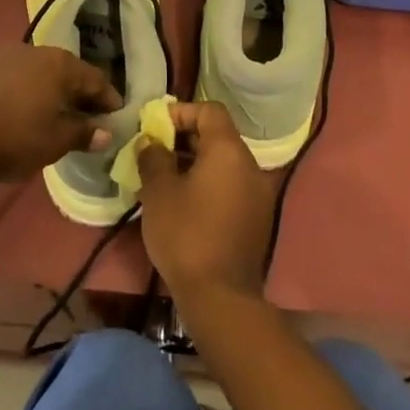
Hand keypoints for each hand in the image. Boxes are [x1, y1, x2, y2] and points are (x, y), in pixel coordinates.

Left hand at [0, 45, 121, 185]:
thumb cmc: (16, 138)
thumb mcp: (56, 140)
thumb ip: (84, 133)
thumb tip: (105, 132)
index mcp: (61, 63)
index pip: (95, 79)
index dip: (108, 99)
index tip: (117, 117)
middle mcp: (39, 52)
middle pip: (71, 72)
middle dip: (84, 95)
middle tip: (94, 119)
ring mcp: (12, 57)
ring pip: (47, 73)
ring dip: (59, 93)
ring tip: (65, 117)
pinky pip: (26, 77)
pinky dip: (37, 92)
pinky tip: (36, 112)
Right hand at [136, 101, 273, 305]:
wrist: (221, 299)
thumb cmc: (186, 234)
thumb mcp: (159, 191)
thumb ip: (153, 156)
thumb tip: (151, 142)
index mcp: (229, 150)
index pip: (209, 110)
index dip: (181, 112)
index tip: (156, 128)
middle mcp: (250, 165)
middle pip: (218, 136)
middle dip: (185, 140)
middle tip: (156, 154)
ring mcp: (258, 194)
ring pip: (224, 163)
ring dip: (195, 164)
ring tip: (165, 180)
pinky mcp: (257, 220)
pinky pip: (231, 187)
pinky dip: (209, 185)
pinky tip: (185, 205)